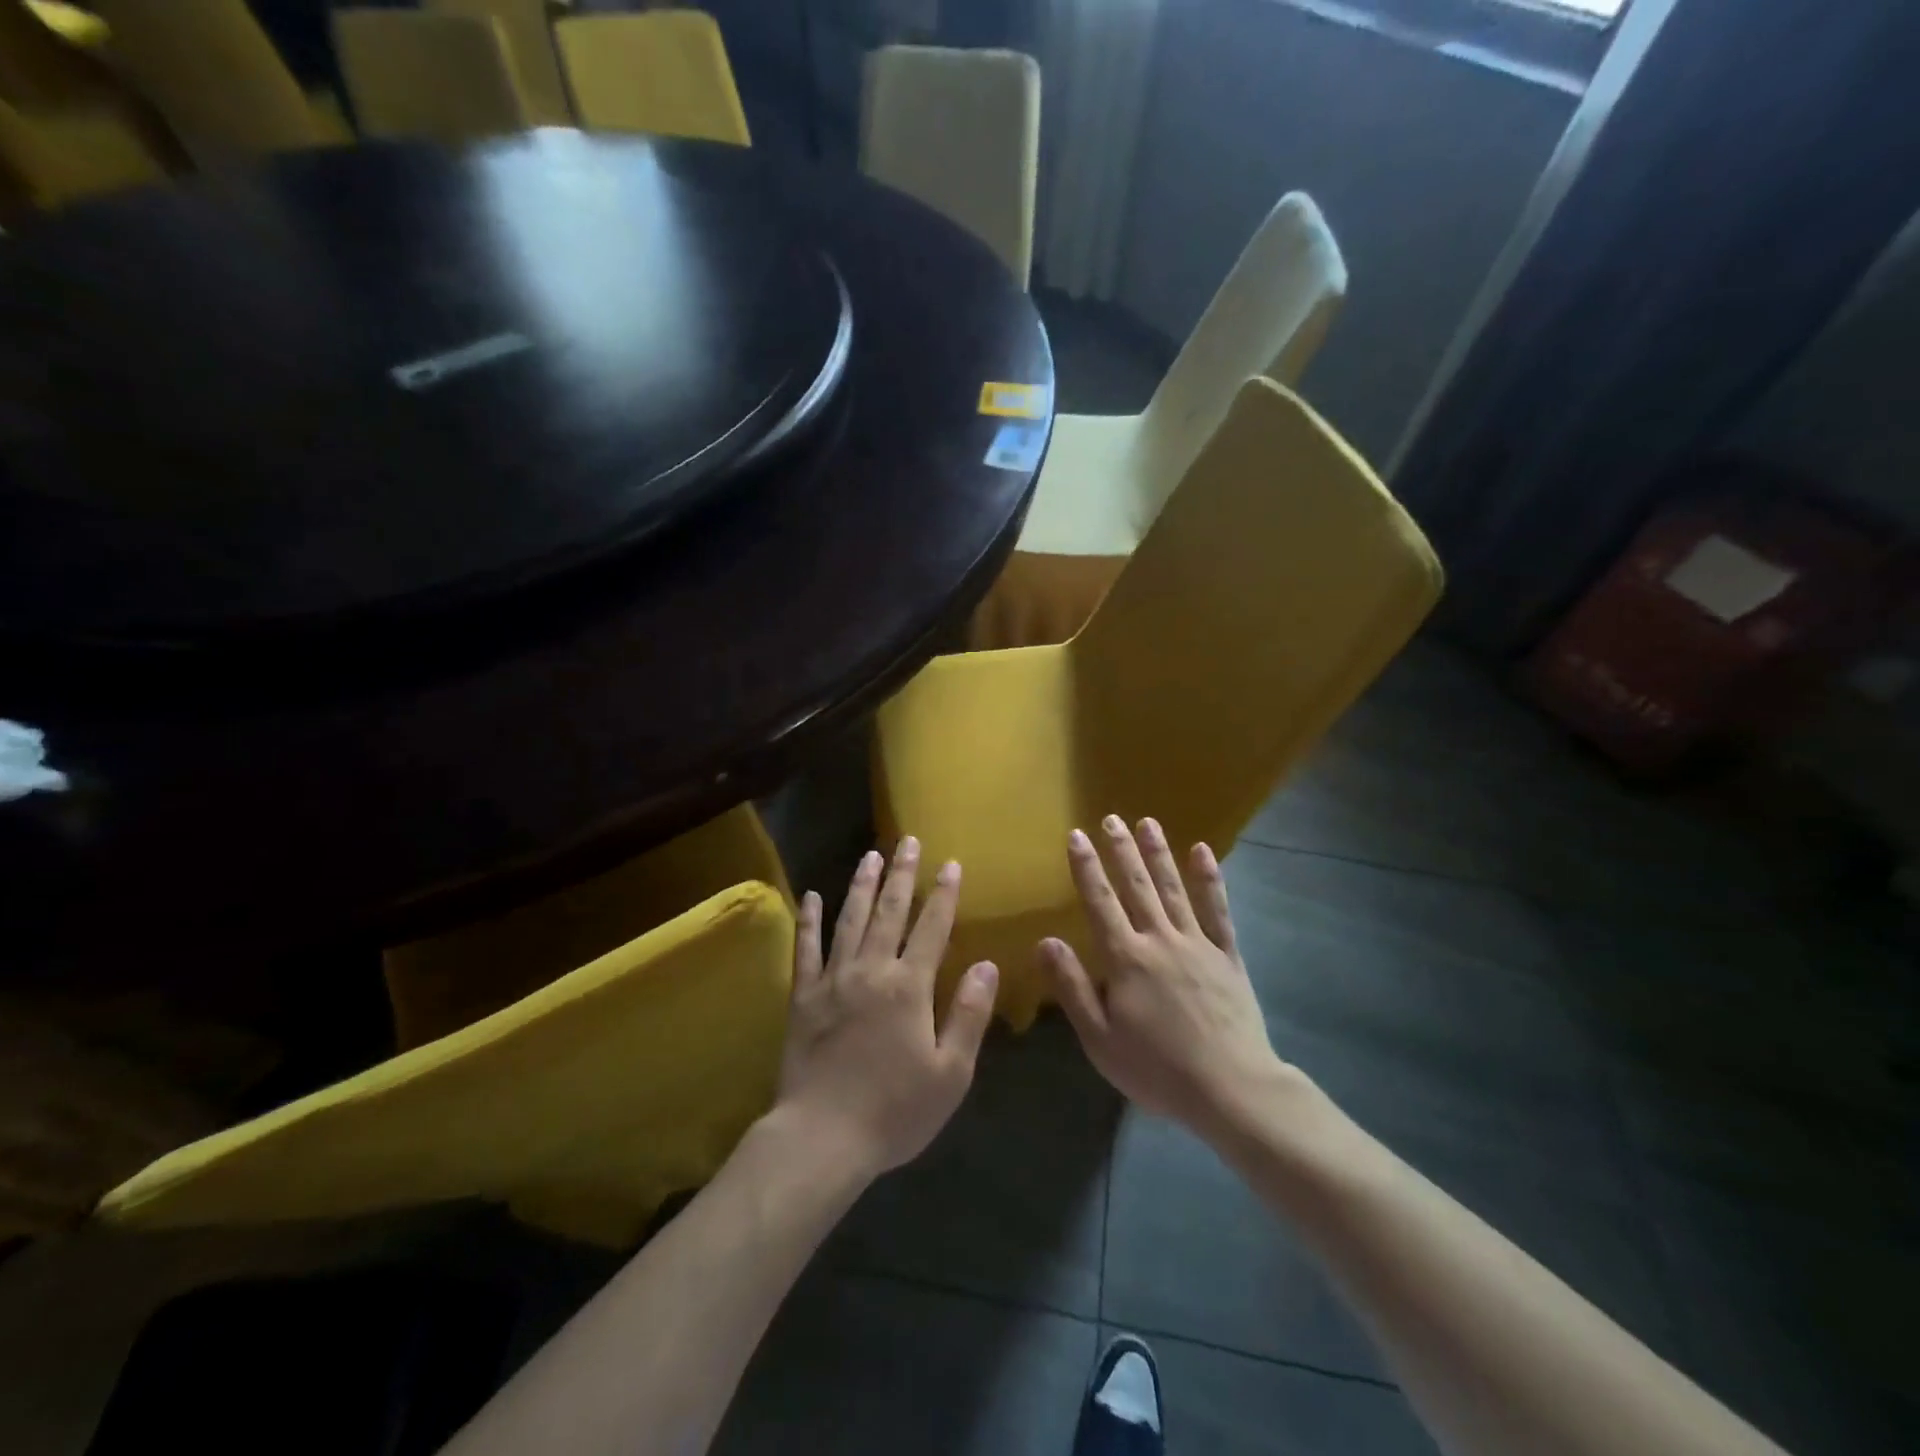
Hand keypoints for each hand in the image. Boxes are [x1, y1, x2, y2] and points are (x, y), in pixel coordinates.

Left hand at [775, 838, 998, 1178]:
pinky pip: (806, 949)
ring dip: (861, 885)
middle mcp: (871, 970)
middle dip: (902, 874)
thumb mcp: (951, 1072)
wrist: (822, 1138)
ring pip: (849, 920)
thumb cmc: (895, 1110)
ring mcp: (833, 980)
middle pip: (889, 912)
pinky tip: (811, 896)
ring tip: (870, 855)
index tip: (950, 863)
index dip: (943, 894)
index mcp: (909, 986)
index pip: (932, 928)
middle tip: (907, 841)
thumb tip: (988, 964)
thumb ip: (969, 1014)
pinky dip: (809, 920)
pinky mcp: (802, 997)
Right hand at [1042, 816, 1285, 1143]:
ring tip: (1147, 822)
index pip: (1100, 902)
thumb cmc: (1157, 1070)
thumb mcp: (1100, 1039)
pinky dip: (1210, 879)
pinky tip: (1203, 852)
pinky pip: (1217, 910)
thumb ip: (1073, 987)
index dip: (1086, 867)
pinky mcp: (1228, 956)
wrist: (1231, 1090)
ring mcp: (1197, 944)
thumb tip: (1045, 941)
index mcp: (1126, 959)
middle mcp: (1159, 940)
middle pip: (1136, 887)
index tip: (1077, 835)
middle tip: (1110, 818)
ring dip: (1158, 854)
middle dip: (1121, 850)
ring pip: (1173, 889)